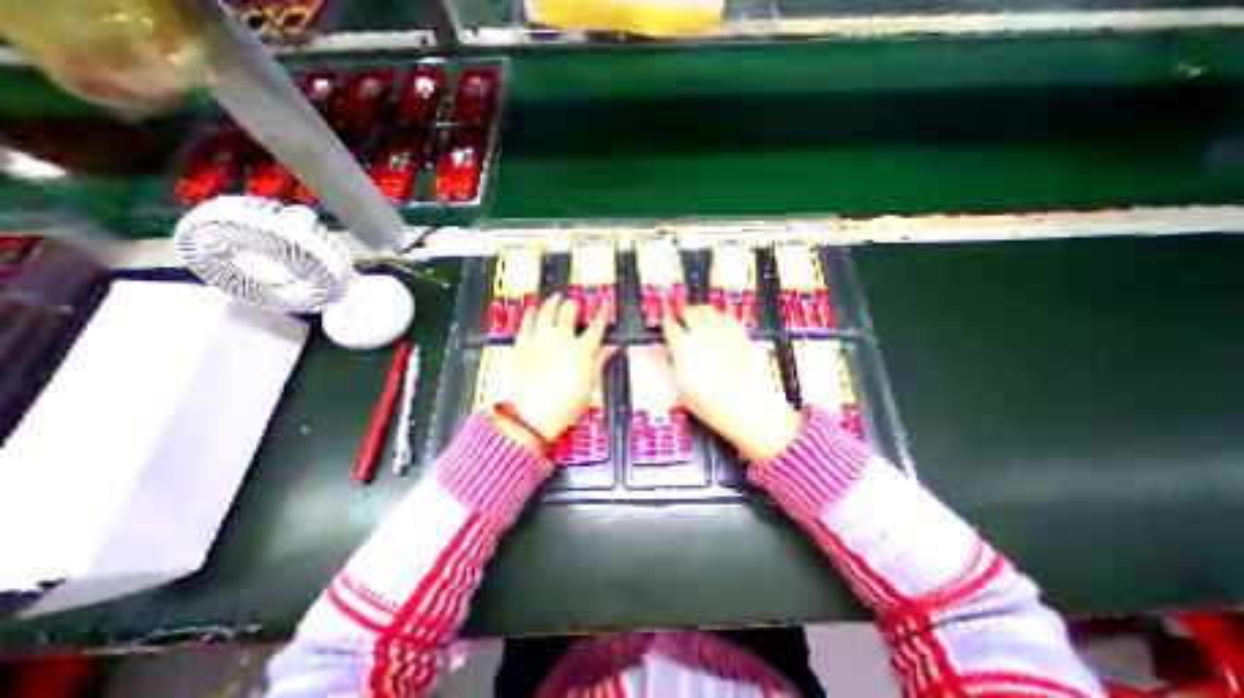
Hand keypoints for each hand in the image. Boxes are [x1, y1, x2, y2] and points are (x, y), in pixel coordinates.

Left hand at [499, 292, 614, 446]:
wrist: (527, 417)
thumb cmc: (562, 407)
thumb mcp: (587, 388)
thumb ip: (598, 363)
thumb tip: (611, 348)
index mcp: (581, 351)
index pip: (596, 329)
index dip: (602, 317)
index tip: (604, 309)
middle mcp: (560, 339)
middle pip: (569, 313)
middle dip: (574, 305)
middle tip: (576, 303)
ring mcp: (539, 340)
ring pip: (546, 312)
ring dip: (552, 302)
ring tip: (556, 297)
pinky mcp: (520, 345)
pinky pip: (526, 323)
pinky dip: (531, 314)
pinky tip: (533, 309)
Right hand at [656, 305, 801, 461]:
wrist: (740, 402)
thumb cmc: (707, 398)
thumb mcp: (677, 384)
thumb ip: (663, 363)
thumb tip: (652, 352)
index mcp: (683, 346)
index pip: (670, 326)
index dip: (666, 321)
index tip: (666, 320)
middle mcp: (701, 334)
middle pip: (689, 312)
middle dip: (683, 310)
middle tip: (681, 310)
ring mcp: (722, 332)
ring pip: (708, 310)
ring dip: (701, 309)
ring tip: (698, 310)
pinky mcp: (739, 334)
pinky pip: (728, 316)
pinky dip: (721, 315)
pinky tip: (720, 318)